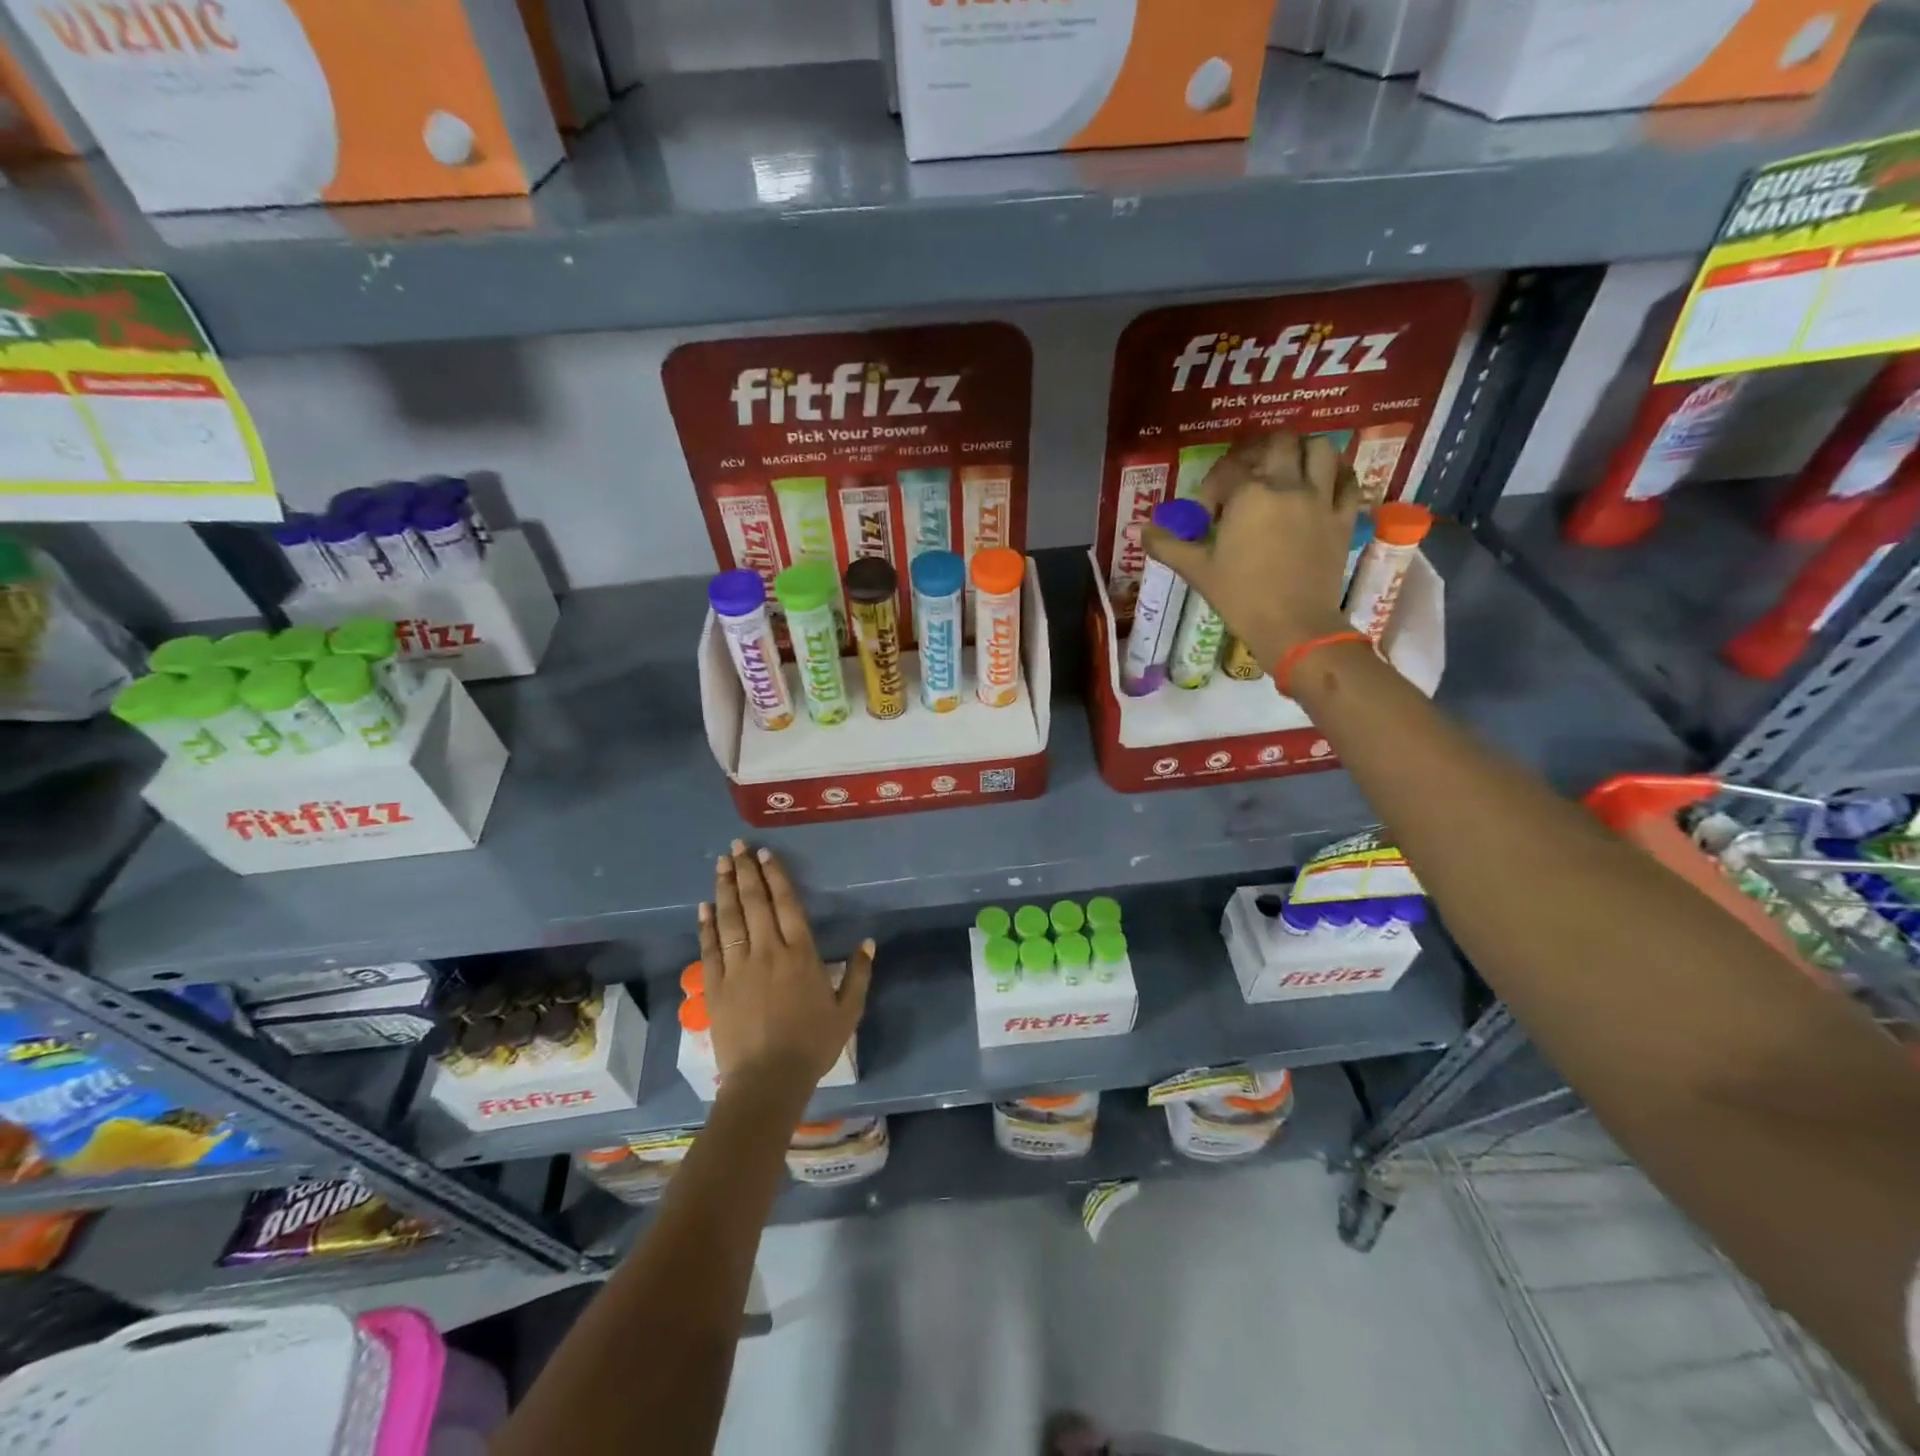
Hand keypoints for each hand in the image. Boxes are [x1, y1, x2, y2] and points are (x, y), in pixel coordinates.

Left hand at [698, 840, 872, 1102]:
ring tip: (721, 864)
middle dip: (746, 871)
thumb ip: (859, 974)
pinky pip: (710, 948)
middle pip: (755, 903)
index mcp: (801, 954)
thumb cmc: (812, 1044)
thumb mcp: (848, 1011)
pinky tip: (705, 907)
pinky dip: (707, 925)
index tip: (764, 854)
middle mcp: (768, 951)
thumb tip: (868, 942)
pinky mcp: (715, 986)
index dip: (775, 876)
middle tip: (737, 846)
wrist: (767, 1080)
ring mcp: (738, 967)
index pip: (787, 904)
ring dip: (725, 888)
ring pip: (730, 919)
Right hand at [1141, 433, 1358, 670]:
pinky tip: (1325, 484)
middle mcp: (1287, 485)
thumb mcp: (1197, 571)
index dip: (1214, 484)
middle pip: (1279, 443)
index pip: (1228, 470)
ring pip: (1320, 450)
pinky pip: (1349, 481)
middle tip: (1249, 472)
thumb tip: (1144, 531)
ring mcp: (1321, 499)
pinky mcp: (1343, 518)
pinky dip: (1338, 475)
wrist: (1293, 625)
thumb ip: (1168, 546)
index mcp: (1249, 495)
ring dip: (1303, 451)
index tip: (1209, 509)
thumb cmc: (1240, 597)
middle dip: (1260, 451)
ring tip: (1289, 468)